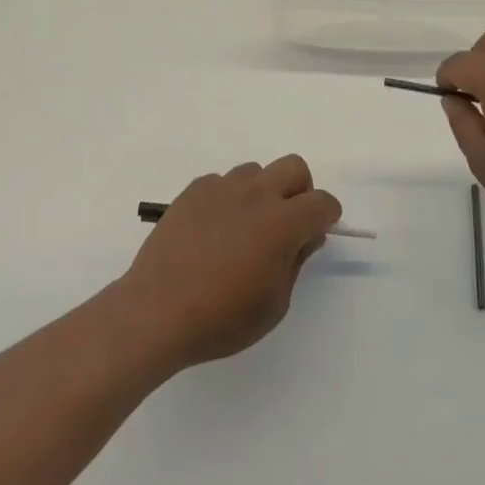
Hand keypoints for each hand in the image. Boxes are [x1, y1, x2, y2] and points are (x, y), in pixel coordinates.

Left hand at [118, 157, 341, 371]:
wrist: (156, 311)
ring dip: (263, 192)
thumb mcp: (275, 303)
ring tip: (246, 227)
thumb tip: (304, 236)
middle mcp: (256, 194)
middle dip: (301, 191)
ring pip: (257, 170)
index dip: (327, 217)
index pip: (322, 202)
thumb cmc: (222, 317)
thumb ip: (295, 262)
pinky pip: (222, 181)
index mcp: (282, 222)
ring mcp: (221, 188)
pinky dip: (229, 198)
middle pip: (294, 167)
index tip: (318, 234)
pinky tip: (215, 229)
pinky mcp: (194, 190)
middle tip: (288, 223)